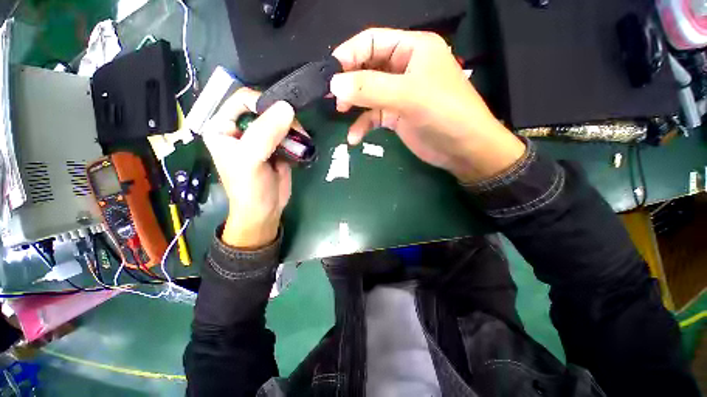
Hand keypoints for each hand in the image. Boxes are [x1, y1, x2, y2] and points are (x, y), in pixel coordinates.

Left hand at [203, 88, 293, 248]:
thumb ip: (266, 132)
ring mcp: (261, 137)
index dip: (262, 103)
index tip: (283, 115)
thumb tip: (287, 107)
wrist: (265, 210)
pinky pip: (289, 133)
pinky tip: (303, 145)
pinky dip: (298, 137)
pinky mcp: (277, 146)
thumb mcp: (251, 159)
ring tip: (302, 140)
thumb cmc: (249, 187)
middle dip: (283, 117)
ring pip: (280, 120)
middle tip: (297, 131)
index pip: (242, 99)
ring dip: (293, 128)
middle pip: (265, 108)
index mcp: (222, 126)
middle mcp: (241, 128)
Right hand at [330, 28, 525, 183]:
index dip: (349, 55)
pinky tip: (354, 138)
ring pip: (369, 94)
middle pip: (368, 67)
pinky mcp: (397, 117)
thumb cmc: (444, 114)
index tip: (329, 74)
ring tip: (339, 113)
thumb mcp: (408, 96)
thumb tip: (335, 85)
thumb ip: (370, 89)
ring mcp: (399, 95)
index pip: (372, 41)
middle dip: (349, 81)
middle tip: (331, 96)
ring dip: (354, 104)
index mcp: (412, 49)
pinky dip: (363, 125)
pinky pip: (374, 116)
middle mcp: (404, 68)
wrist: (463, 150)